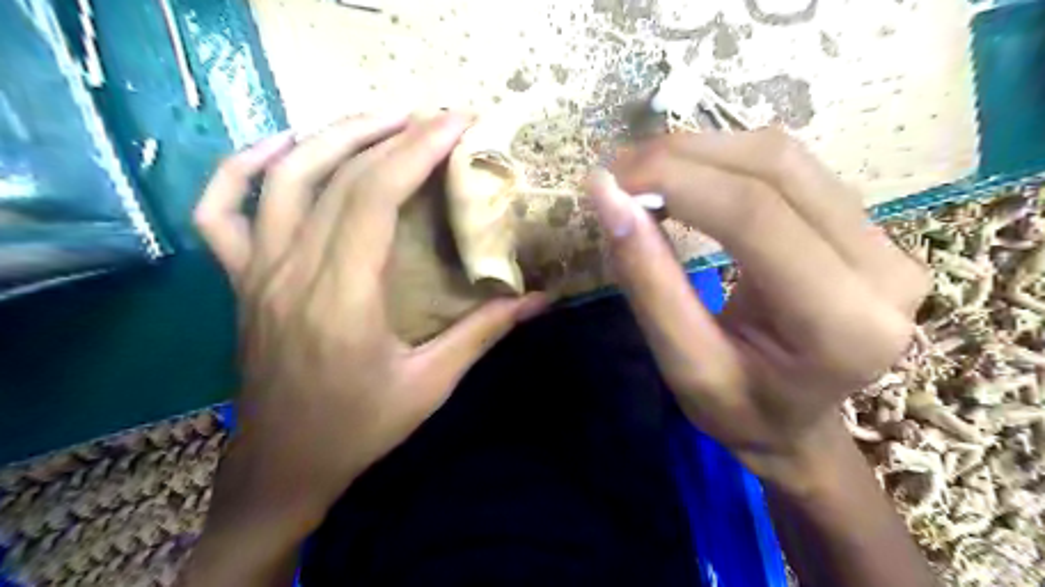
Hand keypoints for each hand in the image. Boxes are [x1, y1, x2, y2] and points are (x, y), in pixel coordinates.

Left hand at [192, 112, 546, 533]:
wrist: (282, 465)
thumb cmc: (359, 429)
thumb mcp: (431, 384)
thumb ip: (484, 333)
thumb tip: (539, 299)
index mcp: (341, 298)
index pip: (373, 196)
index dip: (416, 150)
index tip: (456, 123)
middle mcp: (291, 272)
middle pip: (335, 175)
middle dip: (390, 133)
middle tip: (434, 117)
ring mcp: (255, 272)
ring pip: (283, 178)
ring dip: (333, 136)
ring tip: (381, 120)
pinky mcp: (239, 280)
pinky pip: (221, 210)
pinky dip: (243, 167)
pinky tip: (284, 149)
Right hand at [586, 128, 929, 489]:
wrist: (795, 425)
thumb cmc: (739, 410)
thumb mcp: (682, 364)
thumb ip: (648, 280)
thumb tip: (608, 197)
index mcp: (843, 325)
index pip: (754, 217)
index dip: (676, 182)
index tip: (610, 180)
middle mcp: (884, 270)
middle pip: (775, 169)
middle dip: (683, 157)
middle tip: (619, 172)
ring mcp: (886, 240)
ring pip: (783, 157)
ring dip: (702, 152)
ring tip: (643, 173)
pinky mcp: (866, 226)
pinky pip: (791, 168)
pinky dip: (724, 162)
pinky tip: (684, 178)